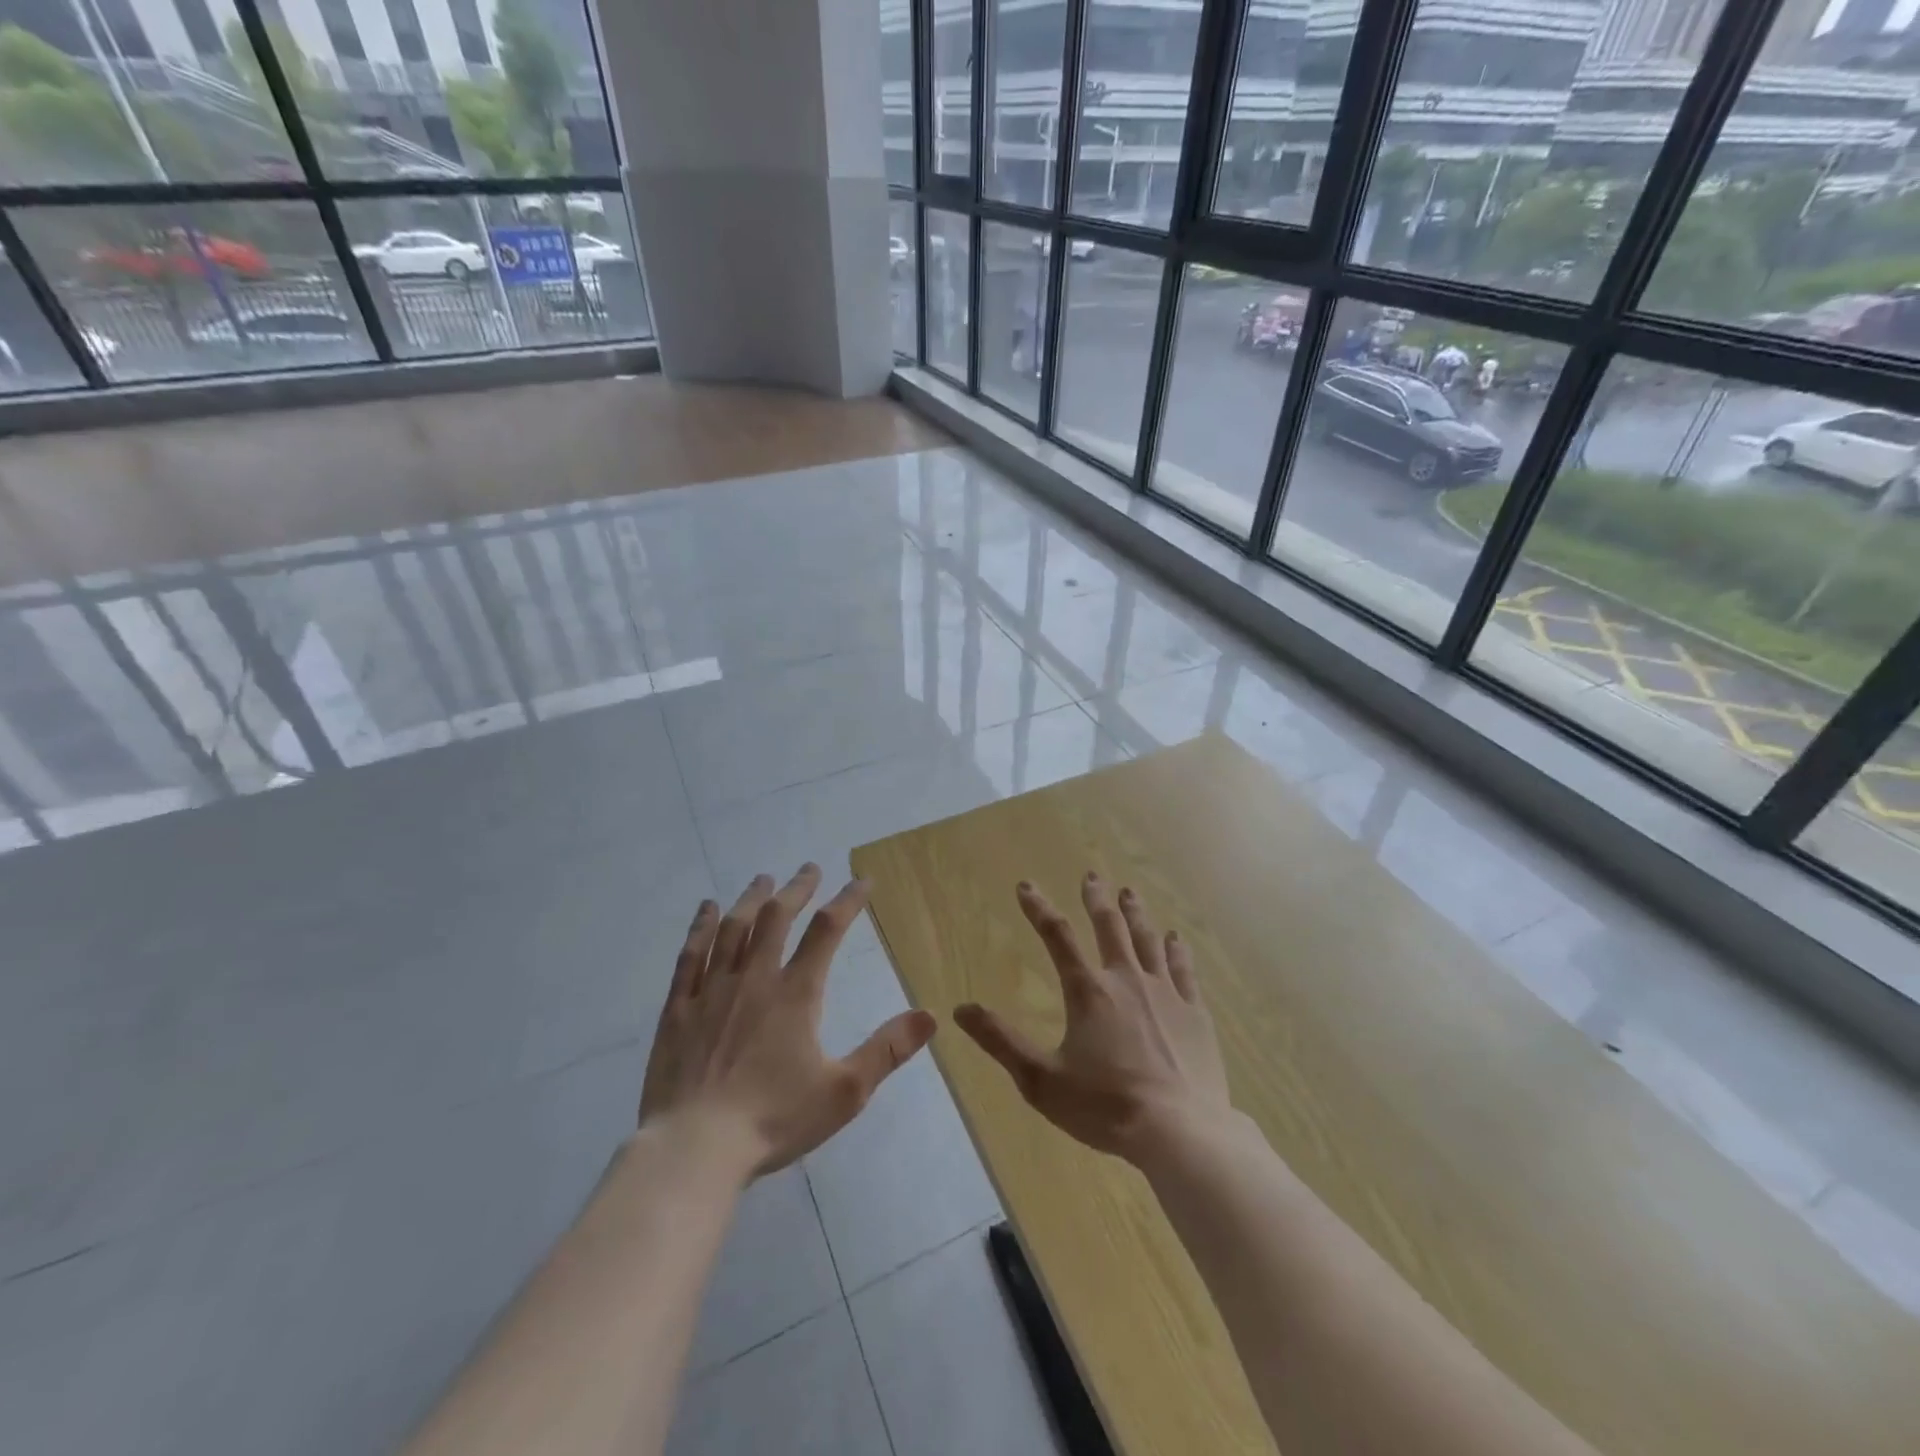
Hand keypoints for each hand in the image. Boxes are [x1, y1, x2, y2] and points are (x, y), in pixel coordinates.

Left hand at [638, 865, 935, 1178]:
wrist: (694, 1148)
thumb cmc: (773, 1119)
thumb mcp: (844, 1091)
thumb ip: (887, 1050)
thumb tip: (930, 1015)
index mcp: (796, 993)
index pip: (827, 930)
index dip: (848, 900)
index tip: (862, 881)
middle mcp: (754, 978)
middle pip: (777, 917)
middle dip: (797, 889)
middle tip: (809, 868)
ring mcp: (712, 990)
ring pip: (734, 928)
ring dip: (752, 898)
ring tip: (764, 879)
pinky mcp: (679, 1008)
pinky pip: (690, 955)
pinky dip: (701, 926)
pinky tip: (707, 910)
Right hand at [954, 872, 1230, 1168]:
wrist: (1180, 1132)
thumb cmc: (1105, 1107)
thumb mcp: (1040, 1080)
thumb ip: (1000, 1041)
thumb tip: (960, 1009)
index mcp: (1088, 992)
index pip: (1057, 937)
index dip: (1039, 909)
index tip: (1026, 886)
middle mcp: (1127, 980)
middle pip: (1110, 927)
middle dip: (1097, 899)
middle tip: (1092, 875)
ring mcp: (1165, 993)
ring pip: (1148, 940)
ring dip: (1136, 914)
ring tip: (1129, 892)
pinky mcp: (1195, 1013)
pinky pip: (1184, 970)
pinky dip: (1177, 950)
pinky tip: (1176, 938)